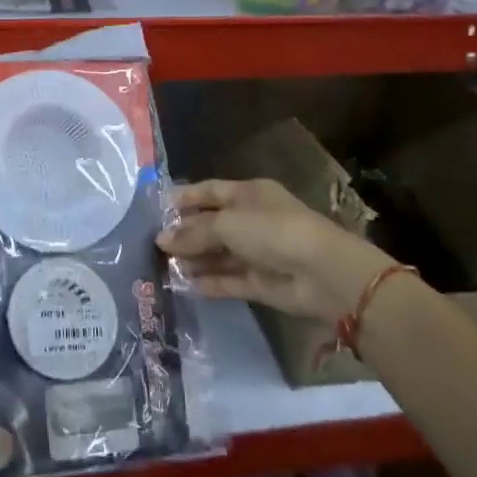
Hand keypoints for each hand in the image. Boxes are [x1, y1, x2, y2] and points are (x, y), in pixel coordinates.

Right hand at [155, 179, 392, 322]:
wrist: (322, 273)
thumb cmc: (273, 231)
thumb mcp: (227, 223)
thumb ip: (193, 232)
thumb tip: (161, 239)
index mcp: (249, 194)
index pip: (210, 191)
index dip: (185, 198)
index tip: (157, 209)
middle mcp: (253, 220)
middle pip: (212, 224)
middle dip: (185, 233)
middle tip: (153, 244)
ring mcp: (258, 252)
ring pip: (219, 254)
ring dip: (194, 259)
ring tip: (162, 266)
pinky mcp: (261, 282)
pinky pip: (229, 279)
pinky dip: (209, 282)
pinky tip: (183, 285)